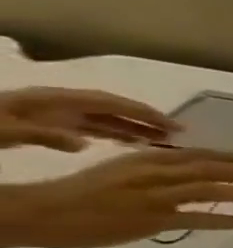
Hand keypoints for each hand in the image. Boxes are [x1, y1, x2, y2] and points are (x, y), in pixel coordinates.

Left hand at [0, 88, 180, 151]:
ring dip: (130, 127)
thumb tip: (84, 143)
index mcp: (47, 102)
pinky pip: (85, 128)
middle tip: (178, 134)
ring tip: (159, 141)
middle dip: (143, 119)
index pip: (107, 103)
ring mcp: (45, 115)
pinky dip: (109, 134)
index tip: (175, 126)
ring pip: (99, 119)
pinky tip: (121, 145)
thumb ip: (40, 135)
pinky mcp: (39, 127)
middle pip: (107, 108)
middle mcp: (51, 105)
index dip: (143, 113)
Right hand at [0, 147, 232, 247]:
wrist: (40, 212)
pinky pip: (194, 219)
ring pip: (208, 190)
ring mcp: (153, 197)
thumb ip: (155, 170)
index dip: (229, 156)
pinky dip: (220, 220)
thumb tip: (190, 172)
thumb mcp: (121, 171)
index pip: (196, 155)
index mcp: (144, 160)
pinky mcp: (150, 220)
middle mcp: (153, 174)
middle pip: (209, 170)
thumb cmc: (82, 193)